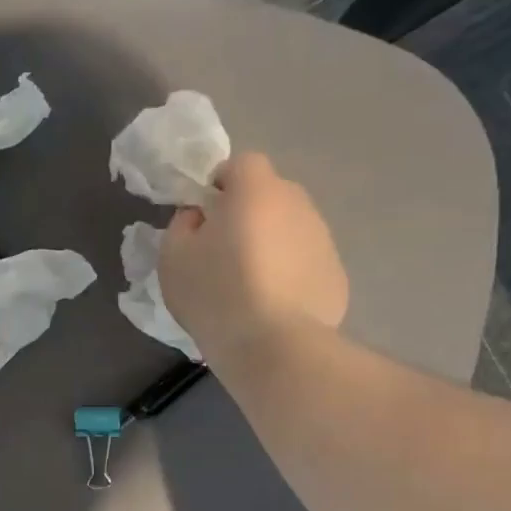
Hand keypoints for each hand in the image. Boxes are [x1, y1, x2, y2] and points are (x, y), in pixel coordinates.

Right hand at [158, 151, 348, 366]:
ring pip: (290, 230)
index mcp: (256, 191)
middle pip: (269, 195)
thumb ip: (182, 224)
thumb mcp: (173, 258)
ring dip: (271, 245)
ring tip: (249, 287)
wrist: (274, 347)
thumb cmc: (216, 295)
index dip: (220, 184)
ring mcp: (323, 239)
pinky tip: (272, 309)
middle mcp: (297, 204)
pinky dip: (290, 276)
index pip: (241, 163)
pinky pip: (305, 264)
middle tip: (223, 254)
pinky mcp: (336, 275)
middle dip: (247, 215)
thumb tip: (199, 217)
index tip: (205, 216)